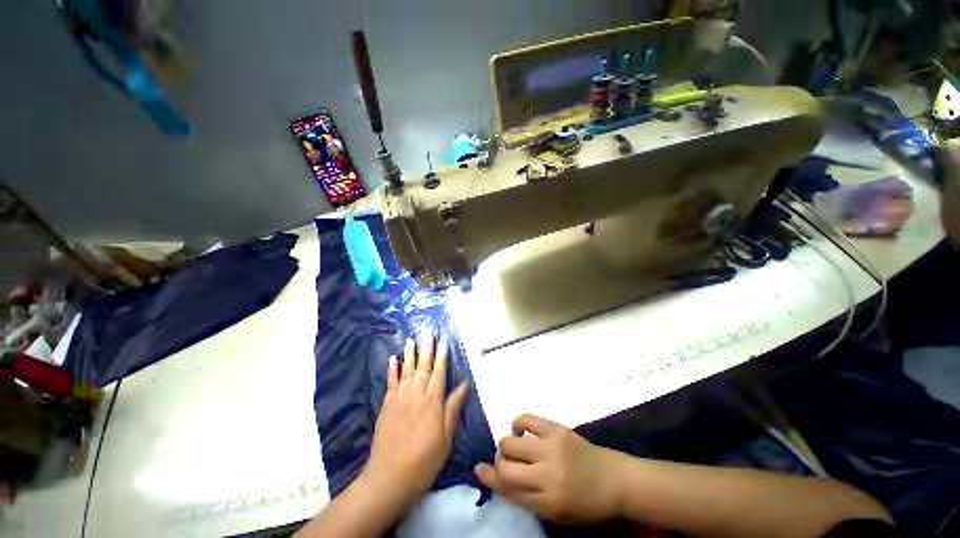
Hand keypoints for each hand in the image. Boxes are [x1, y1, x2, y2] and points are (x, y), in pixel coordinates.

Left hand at [362, 334, 470, 510]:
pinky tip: (393, 359)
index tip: (444, 342)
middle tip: (428, 333)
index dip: (442, 357)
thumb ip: (453, 408)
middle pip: (423, 367)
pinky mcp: (387, 405)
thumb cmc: (424, 460)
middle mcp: (416, 394)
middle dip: (427, 349)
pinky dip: (392, 369)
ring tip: (411, 339)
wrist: (389, 478)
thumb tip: (465, 385)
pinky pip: (390, 382)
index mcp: (432, 401)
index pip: (439, 373)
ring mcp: (399, 398)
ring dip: (409, 354)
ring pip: (406, 370)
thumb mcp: (446, 437)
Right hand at [474, 414, 624, 523]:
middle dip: (499, 462)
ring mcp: (551, 448)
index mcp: (546, 501)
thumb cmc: (586, 503)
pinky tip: (520, 430)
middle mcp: (546, 475)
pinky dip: (518, 424)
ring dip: (506, 445)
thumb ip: (527, 498)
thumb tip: (499, 479)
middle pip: (506, 466)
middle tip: (505, 461)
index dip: (489, 478)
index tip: (478, 469)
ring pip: (511, 443)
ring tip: (514, 447)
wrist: (615, 481)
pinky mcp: (556, 428)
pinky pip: (527, 419)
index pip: (508, 490)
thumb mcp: (556, 512)